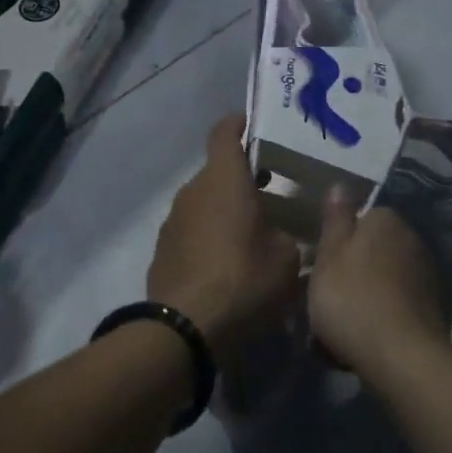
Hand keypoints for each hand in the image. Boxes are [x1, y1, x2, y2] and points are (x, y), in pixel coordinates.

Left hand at [147, 115, 301, 353]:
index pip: (225, 132)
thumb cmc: (242, 281)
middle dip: (243, 178)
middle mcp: (194, 189)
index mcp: (224, 179)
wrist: (184, 329)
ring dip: (226, 209)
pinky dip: (210, 235)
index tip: (255, 125)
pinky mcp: (163, 248)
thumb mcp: (286, 259)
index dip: (240, 123)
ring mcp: (173, 219)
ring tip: (253, 233)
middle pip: (218, 170)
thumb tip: (282, 231)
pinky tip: (228, 263)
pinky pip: (192, 229)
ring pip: (205, 201)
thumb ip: (288, 234)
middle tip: (271, 193)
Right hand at [307, 191, 445, 380]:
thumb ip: (335, 219)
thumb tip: (341, 185)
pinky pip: (397, 304)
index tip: (321, 267)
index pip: (359, 219)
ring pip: (384, 278)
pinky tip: (366, 339)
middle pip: (373, 248)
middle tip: (328, 296)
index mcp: (385, 219)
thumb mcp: (328, 255)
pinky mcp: (433, 309)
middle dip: (354, 268)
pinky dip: (383, 316)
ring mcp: (426, 274)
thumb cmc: (352, 299)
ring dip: (368, 294)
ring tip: (343, 325)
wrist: (402, 358)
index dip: (338, 243)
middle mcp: (411, 238)